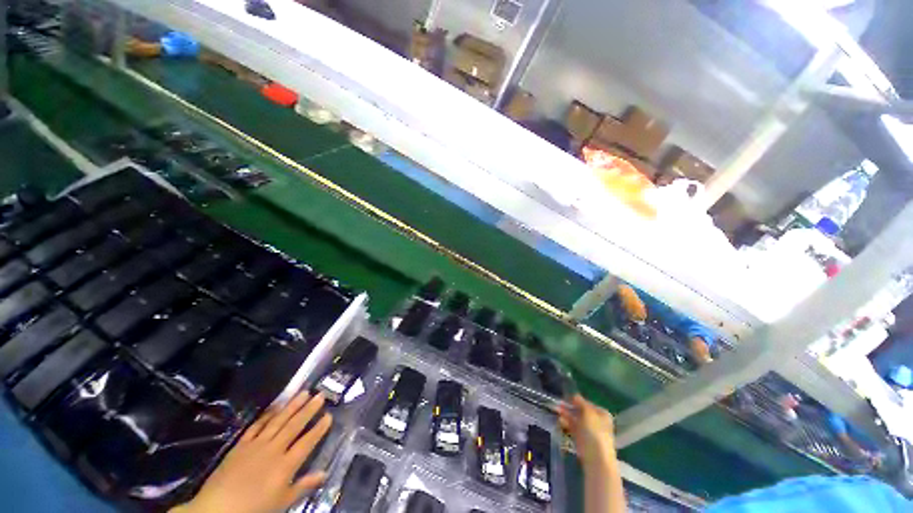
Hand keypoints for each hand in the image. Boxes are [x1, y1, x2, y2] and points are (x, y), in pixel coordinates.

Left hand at [173, 392, 332, 512]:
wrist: (217, 509)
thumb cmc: (254, 509)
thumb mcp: (281, 502)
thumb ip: (303, 486)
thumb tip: (324, 473)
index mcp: (285, 465)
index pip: (307, 442)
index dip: (319, 428)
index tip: (329, 415)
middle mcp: (274, 449)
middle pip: (294, 426)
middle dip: (309, 410)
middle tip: (321, 395)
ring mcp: (256, 444)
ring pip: (278, 420)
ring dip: (292, 406)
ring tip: (304, 392)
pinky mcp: (241, 444)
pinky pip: (257, 425)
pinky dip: (268, 414)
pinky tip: (276, 405)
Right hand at [558, 395, 616, 466]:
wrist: (597, 459)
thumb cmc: (595, 433)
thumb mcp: (588, 413)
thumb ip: (581, 403)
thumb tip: (575, 395)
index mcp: (602, 414)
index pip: (587, 403)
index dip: (576, 400)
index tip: (566, 399)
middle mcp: (597, 422)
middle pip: (581, 412)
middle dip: (569, 408)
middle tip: (558, 404)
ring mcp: (589, 432)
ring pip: (576, 420)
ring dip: (566, 415)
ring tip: (556, 410)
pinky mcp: (582, 440)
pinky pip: (573, 429)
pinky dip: (567, 424)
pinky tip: (560, 421)